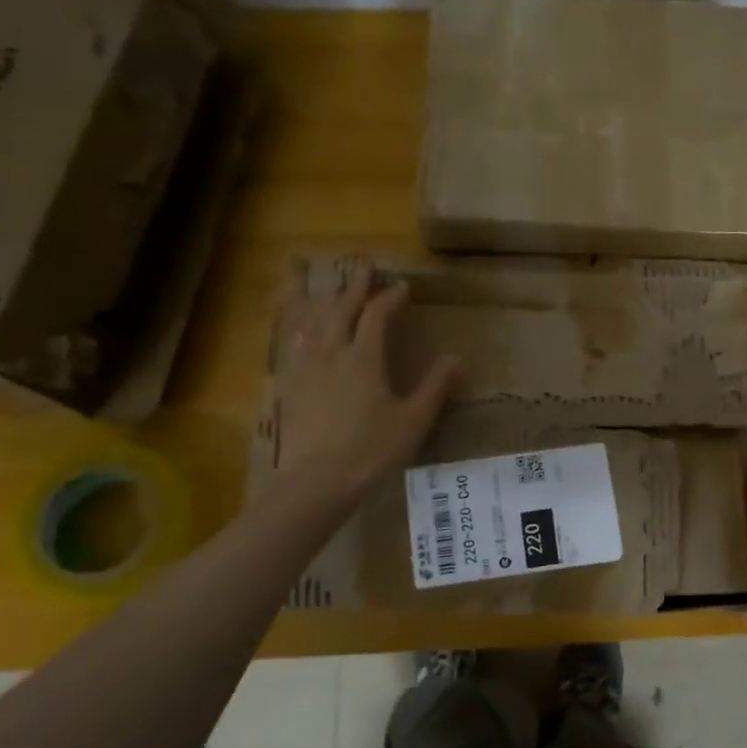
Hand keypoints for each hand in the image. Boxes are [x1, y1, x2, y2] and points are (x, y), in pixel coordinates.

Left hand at [271, 262, 458, 505]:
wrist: (318, 480)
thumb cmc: (372, 450)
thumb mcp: (414, 421)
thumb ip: (434, 387)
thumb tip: (456, 359)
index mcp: (364, 357)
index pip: (377, 315)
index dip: (390, 298)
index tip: (402, 287)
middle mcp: (332, 352)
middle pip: (341, 309)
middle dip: (354, 286)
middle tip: (364, 267)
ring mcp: (306, 367)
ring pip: (313, 321)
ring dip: (324, 299)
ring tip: (327, 286)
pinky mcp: (290, 384)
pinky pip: (294, 344)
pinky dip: (301, 326)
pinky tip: (301, 328)